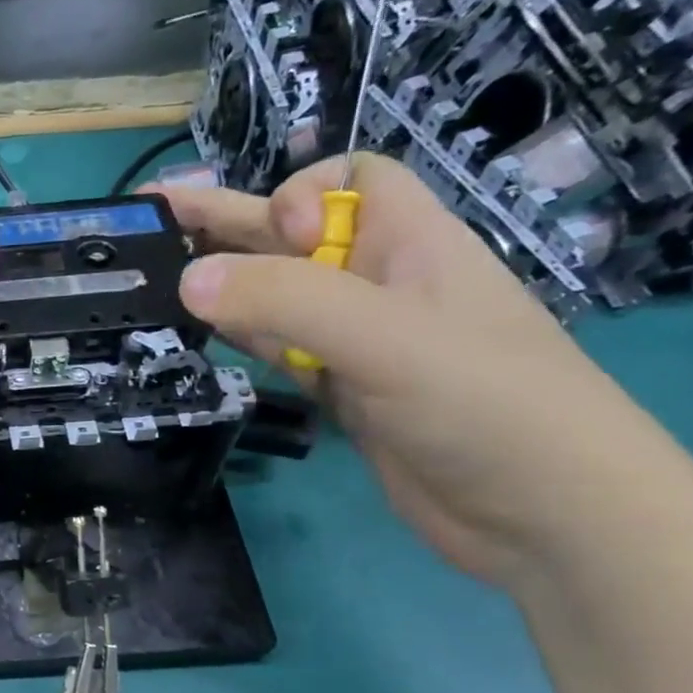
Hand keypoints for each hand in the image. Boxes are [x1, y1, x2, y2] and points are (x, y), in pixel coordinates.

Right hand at [156, 153, 692, 587]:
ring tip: (155, 277)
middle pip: (294, 237)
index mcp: (410, 243)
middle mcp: (379, 283)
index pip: (351, 179)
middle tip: (151, 219)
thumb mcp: (384, 337)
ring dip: (224, 284)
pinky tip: (200, 334)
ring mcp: (358, 342)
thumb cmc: (483, 403)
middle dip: (228, 223)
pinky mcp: (342, 392)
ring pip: (278, 297)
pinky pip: (279, 351)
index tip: (275, 240)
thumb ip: (285, 302)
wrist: (541, 514)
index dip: (300, 194)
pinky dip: (240, 338)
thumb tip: (188, 279)